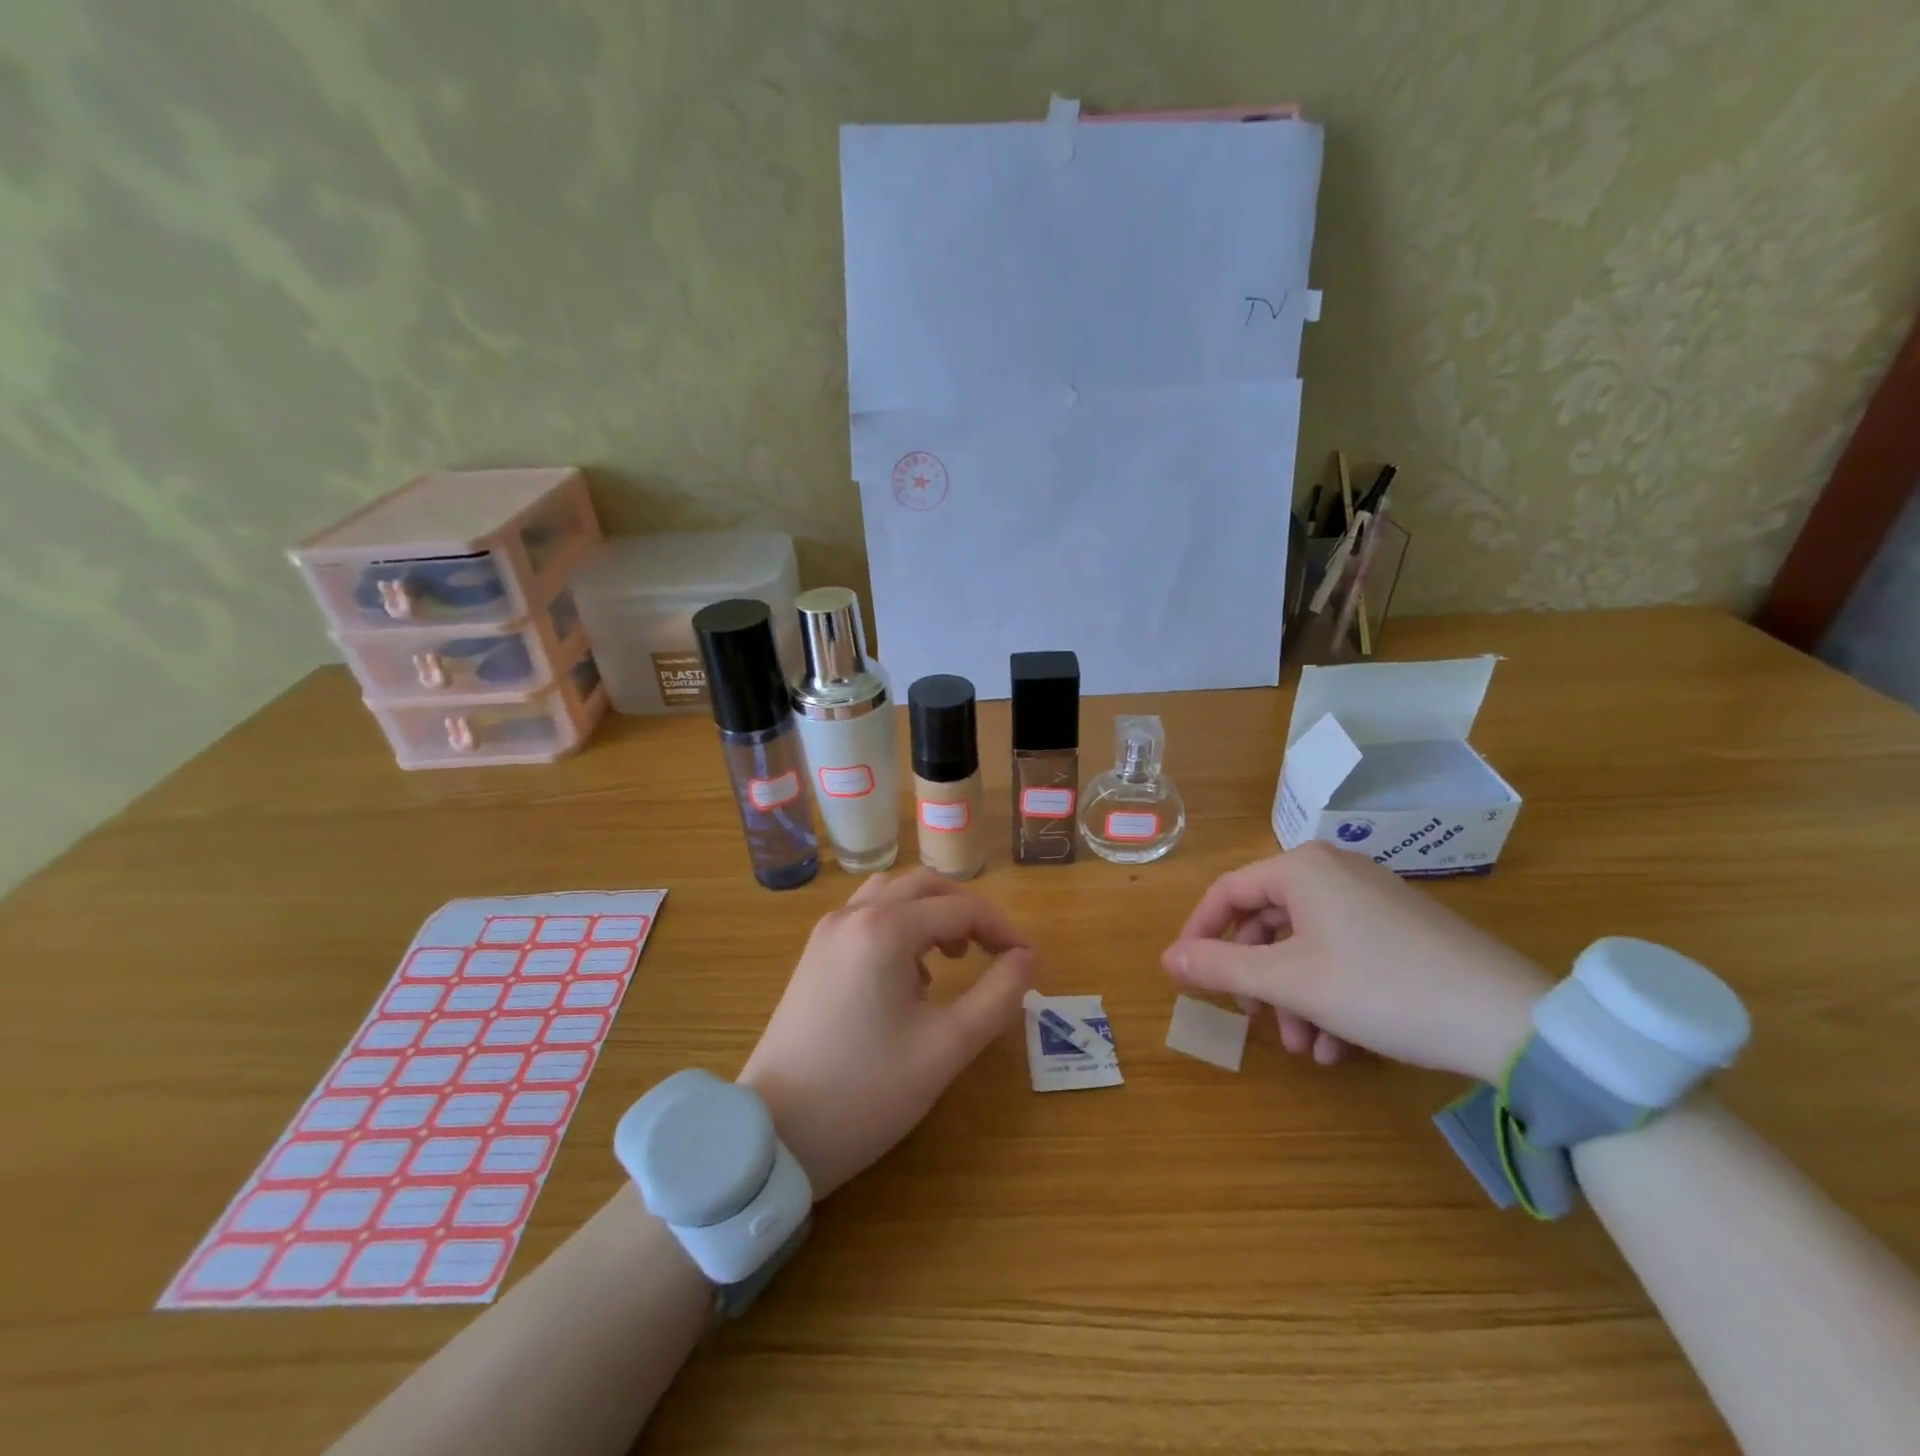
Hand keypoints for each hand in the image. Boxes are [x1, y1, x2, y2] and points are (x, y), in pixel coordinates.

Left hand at [739, 868, 1035, 1198]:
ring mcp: (827, 932)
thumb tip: (1026, 958)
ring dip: (930, 914)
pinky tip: (909, 977)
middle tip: (995, 953)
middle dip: (967, 912)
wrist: (774, 1134)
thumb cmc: (866, 1091)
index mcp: (885, 929)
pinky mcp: (814, 954)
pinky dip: (899, 927)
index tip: (1027, 961)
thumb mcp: (946, 1047)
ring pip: (892, 895)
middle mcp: (853, 915)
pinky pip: (867, 916)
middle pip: (925, 886)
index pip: (961, 908)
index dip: (1002, 929)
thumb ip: (997, 995)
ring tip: (952, 960)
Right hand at [1161, 842, 1549, 1081]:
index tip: (1187, 975)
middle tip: (1255, 1020)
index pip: (1227, 892)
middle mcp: (1334, 872)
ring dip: (1294, 998)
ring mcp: (1372, 900)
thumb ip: (1220, 966)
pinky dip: (1330, 997)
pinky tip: (1339, 1048)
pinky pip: (1344, 954)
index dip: (1199, 934)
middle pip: (1268, 922)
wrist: (1508, 1020)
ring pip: (1306, 946)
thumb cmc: (1380, 988)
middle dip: (1257, 979)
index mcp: (1301, 869)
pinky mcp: (1402, 930)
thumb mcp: (1289, 981)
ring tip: (1306, 1049)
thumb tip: (1167, 958)